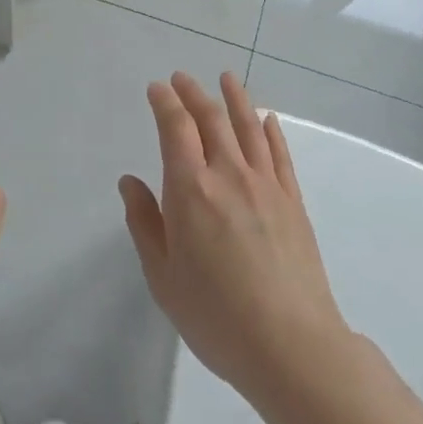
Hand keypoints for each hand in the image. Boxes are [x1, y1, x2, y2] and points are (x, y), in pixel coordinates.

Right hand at [121, 71, 350, 401]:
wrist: (291, 345)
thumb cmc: (215, 316)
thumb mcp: (162, 277)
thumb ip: (144, 222)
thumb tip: (130, 181)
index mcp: (190, 189)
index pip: (175, 128)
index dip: (165, 102)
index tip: (157, 88)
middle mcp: (228, 174)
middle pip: (211, 119)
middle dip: (193, 93)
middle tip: (182, 78)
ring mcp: (266, 185)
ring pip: (248, 127)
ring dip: (235, 98)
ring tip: (226, 78)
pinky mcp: (293, 201)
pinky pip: (279, 153)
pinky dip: (270, 130)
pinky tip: (267, 118)